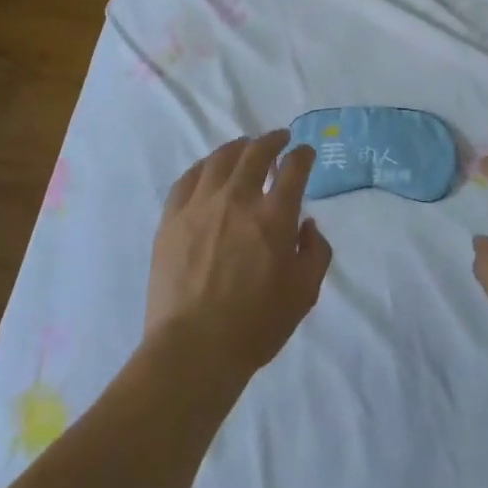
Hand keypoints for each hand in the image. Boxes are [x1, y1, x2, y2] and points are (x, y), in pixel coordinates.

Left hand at [146, 131, 331, 382]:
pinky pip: (188, 178)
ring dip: (238, 147)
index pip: (293, 169)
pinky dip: (204, 167)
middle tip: (279, 138)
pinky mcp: (172, 217)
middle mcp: (238, 199)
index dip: (302, 155)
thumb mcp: (304, 294)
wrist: (194, 349)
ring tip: (244, 146)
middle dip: (272, 140)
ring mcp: (201, 205)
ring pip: (220, 159)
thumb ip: (315, 252)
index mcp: (274, 216)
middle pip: (256, 152)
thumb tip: (306, 224)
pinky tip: (208, 169)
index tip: (305, 152)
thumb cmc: (255, 326)